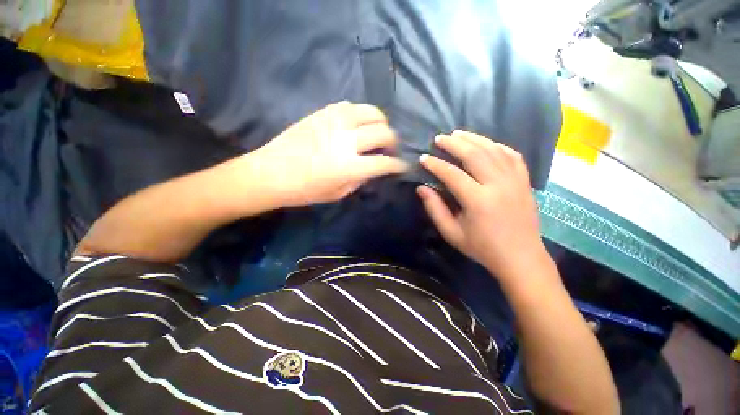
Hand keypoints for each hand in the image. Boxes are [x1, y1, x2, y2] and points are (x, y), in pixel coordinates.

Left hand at [247, 101, 407, 207]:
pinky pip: (350, 106)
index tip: (403, 166)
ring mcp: (334, 122)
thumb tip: (373, 169)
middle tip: (391, 149)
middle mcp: (346, 140)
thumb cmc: (304, 191)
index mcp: (349, 166)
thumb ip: (360, 180)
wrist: (270, 173)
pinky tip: (358, 123)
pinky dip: (360, 114)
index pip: (384, 162)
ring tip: (378, 131)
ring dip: (381, 122)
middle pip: (383, 132)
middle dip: (394, 141)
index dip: (398, 165)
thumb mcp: (337, 194)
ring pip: (370, 111)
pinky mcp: (322, 113)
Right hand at [418, 130, 545, 280]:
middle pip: (474, 155)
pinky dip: (497, 146)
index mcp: (478, 201)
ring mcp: (515, 181)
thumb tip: (422, 188)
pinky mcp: (524, 181)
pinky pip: (512, 155)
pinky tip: (486, 143)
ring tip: (458, 134)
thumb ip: (435, 209)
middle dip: (454, 144)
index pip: (452, 174)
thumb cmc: (482, 247)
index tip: (423, 158)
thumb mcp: (452, 233)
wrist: (520, 257)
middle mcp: (498, 185)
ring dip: (474, 139)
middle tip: (439, 138)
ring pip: (493, 150)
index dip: (435, 164)